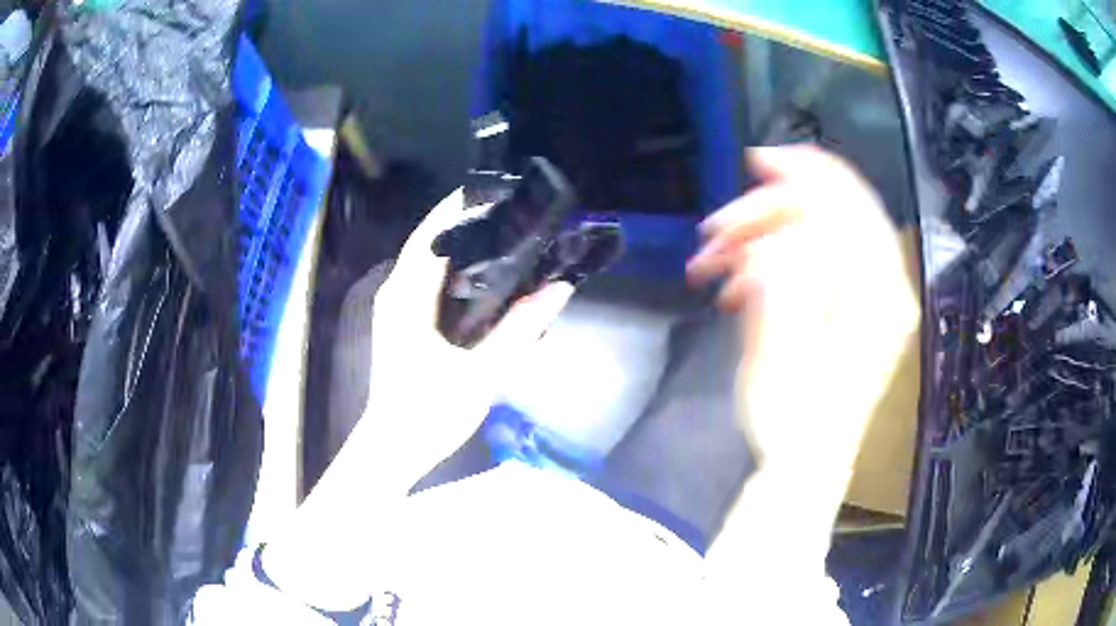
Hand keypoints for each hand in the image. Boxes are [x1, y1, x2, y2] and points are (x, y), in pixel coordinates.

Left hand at [365, 189, 573, 485]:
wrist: (396, 446)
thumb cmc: (430, 412)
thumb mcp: (482, 373)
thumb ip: (521, 329)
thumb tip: (559, 288)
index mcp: (407, 295)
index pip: (434, 232)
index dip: (465, 207)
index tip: (505, 194)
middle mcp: (397, 290)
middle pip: (430, 238)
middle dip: (467, 219)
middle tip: (515, 211)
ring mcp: (396, 304)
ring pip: (428, 257)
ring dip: (462, 241)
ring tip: (507, 233)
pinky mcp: (403, 319)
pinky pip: (429, 278)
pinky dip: (455, 266)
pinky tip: (487, 274)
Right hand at [688, 146, 918, 493]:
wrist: (804, 464)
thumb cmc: (795, 420)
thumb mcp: (786, 353)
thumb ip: (785, 284)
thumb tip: (776, 235)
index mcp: (879, 293)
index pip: (852, 205)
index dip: (807, 173)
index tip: (757, 162)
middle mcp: (881, 286)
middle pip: (829, 215)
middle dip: (767, 213)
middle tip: (714, 232)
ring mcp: (865, 296)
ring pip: (813, 236)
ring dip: (759, 239)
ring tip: (713, 266)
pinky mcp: (845, 308)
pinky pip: (809, 260)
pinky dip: (769, 261)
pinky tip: (737, 284)